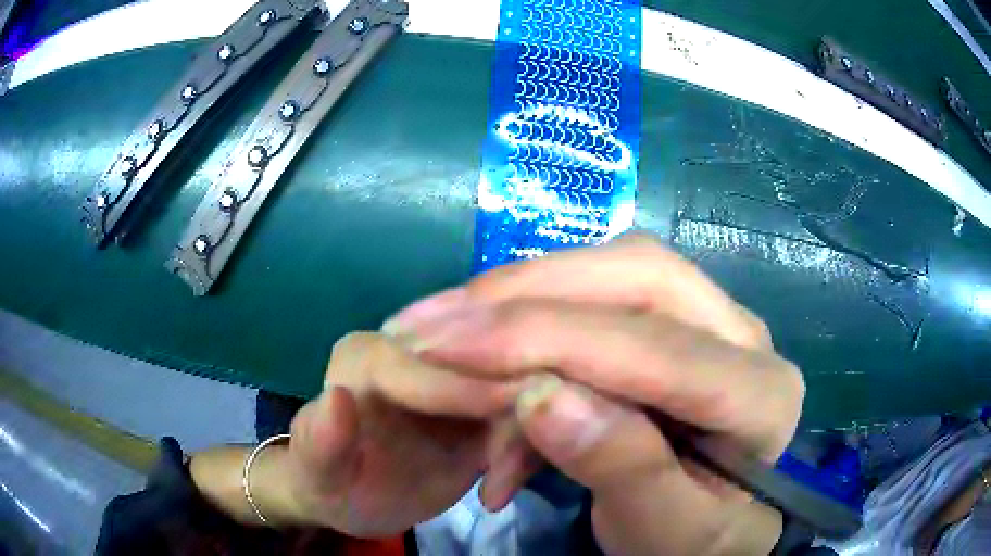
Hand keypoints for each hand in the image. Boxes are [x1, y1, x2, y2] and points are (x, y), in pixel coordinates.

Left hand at [279, 332, 529, 537]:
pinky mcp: (479, 395)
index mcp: (372, 354)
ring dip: (522, 434)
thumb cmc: (333, 484)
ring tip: (499, 489)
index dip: (476, 393)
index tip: (511, 435)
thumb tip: (337, 398)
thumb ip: (320, 444)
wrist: (358, 498)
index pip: (439, 357)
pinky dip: (523, 442)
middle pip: (490, 359)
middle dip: (511, 415)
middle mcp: (416, 347)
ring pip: (517, 378)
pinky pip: (523, 402)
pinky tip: (503, 481)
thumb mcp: (318, 475)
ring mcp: (453, 369)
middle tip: (507, 479)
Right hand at [383, 234, 805, 554]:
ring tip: (444, 338)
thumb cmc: (695, 535)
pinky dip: (532, 327)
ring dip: (519, 303)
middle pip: (637, 275)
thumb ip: (623, 470)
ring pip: (610, 272)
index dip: (545, 340)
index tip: (442, 346)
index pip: (658, 351)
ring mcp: (710, 316)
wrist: (717, 522)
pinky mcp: (673, 319)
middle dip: (524, 295)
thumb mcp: (663, 531)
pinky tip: (494, 379)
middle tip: (432, 322)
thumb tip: (542, 396)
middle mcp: (743, 334)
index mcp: (762, 395)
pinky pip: (596, 296)